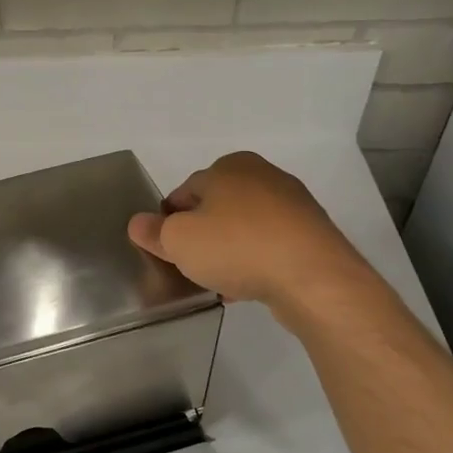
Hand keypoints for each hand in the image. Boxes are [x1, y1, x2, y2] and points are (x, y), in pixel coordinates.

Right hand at [128, 152, 381, 328]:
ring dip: (229, 251)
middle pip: (216, 209)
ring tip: (220, 282)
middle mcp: (263, 175)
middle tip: (191, 266)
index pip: (184, 193)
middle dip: (202, 236)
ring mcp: (294, 205)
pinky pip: (271, 246)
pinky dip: (257, 261)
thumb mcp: (178, 241)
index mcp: (229, 166)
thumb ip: (153, 232)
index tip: (168, 250)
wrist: (313, 279)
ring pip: (245, 229)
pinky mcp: (314, 235)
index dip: (170, 222)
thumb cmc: (237, 247)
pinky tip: (248, 286)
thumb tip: (139, 224)